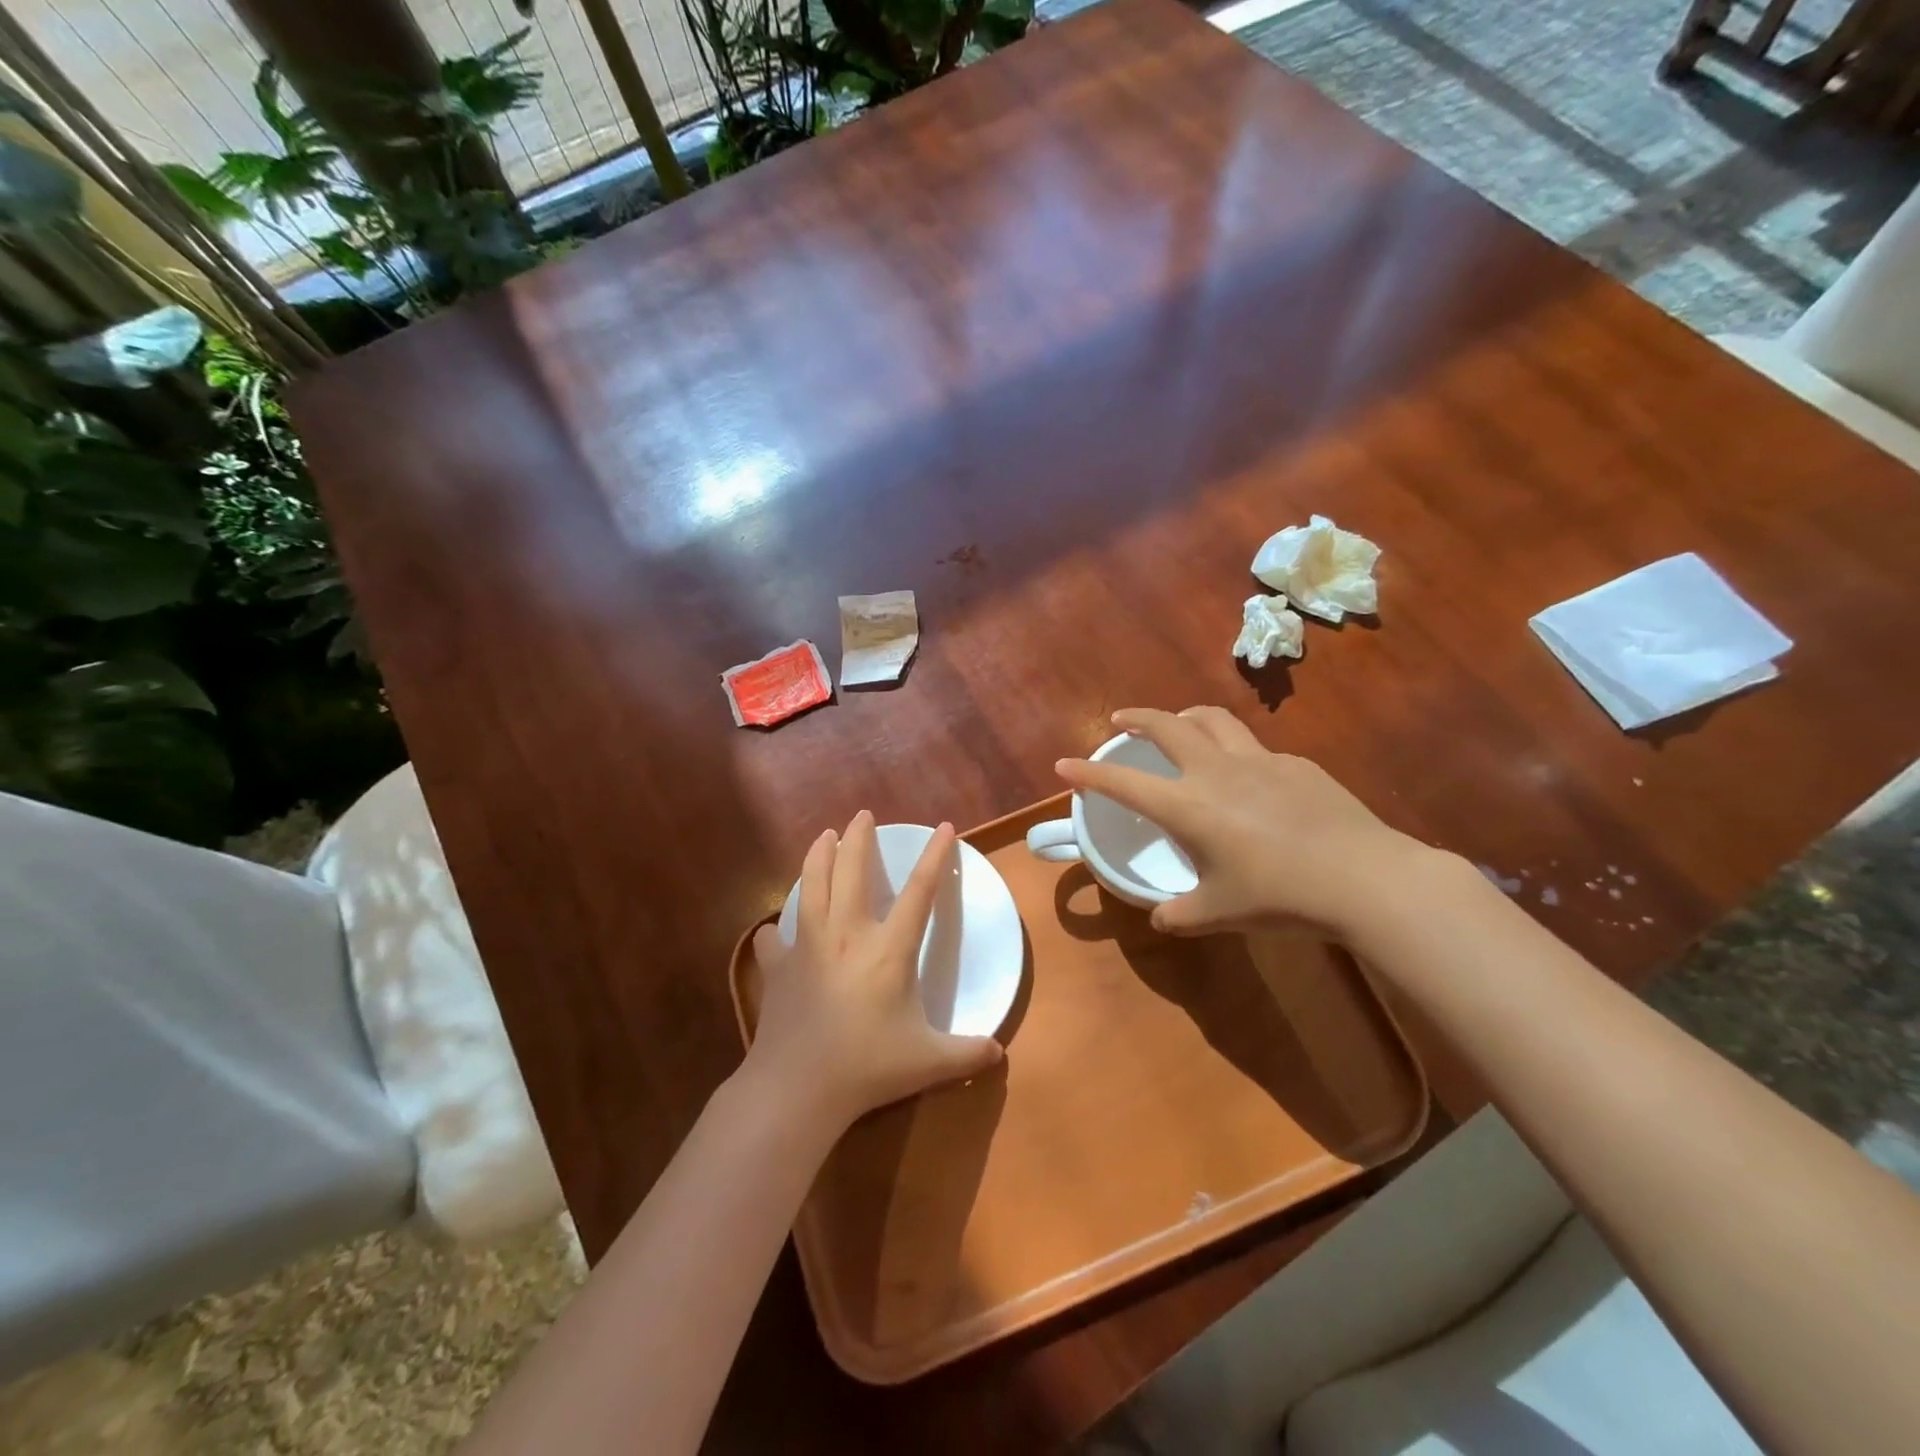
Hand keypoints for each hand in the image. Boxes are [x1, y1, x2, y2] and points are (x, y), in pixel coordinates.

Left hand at [747, 811, 1003, 1125]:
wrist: (797, 1088)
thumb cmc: (867, 1068)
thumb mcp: (928, 1062)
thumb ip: (967, 1054)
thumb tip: (1000, 1053)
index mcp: (888, 950)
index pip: (919, 892)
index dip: (935, 857)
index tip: (943, 827)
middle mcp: (847, 935)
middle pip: (851, 871)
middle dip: (858, 838)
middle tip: (861, 816)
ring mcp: (808, 947)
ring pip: (811, 886)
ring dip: (818, 856)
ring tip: (822, 836)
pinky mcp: (778, 968)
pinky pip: (776, 938)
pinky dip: (777, 929)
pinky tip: (776, 929)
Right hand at [1056, 707, 1433, 937]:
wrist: (1366, 879)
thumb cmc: (1281, 897)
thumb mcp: (1221, 914)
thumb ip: (1182, 914)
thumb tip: (1161, 917)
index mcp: (1189, 806)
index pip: (1124, 783)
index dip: (1089, 773)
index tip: (1064, 764)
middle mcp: (1217, 771)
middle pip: (1168, 725)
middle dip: (1137, 717)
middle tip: (1121, 719)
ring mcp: (1260, 761)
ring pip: (1213, 719)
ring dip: (1186, 716)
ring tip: (1179, 724)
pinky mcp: (1297, 764)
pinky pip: (1255, 748)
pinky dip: (1236, 751)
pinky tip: (1249, 779)